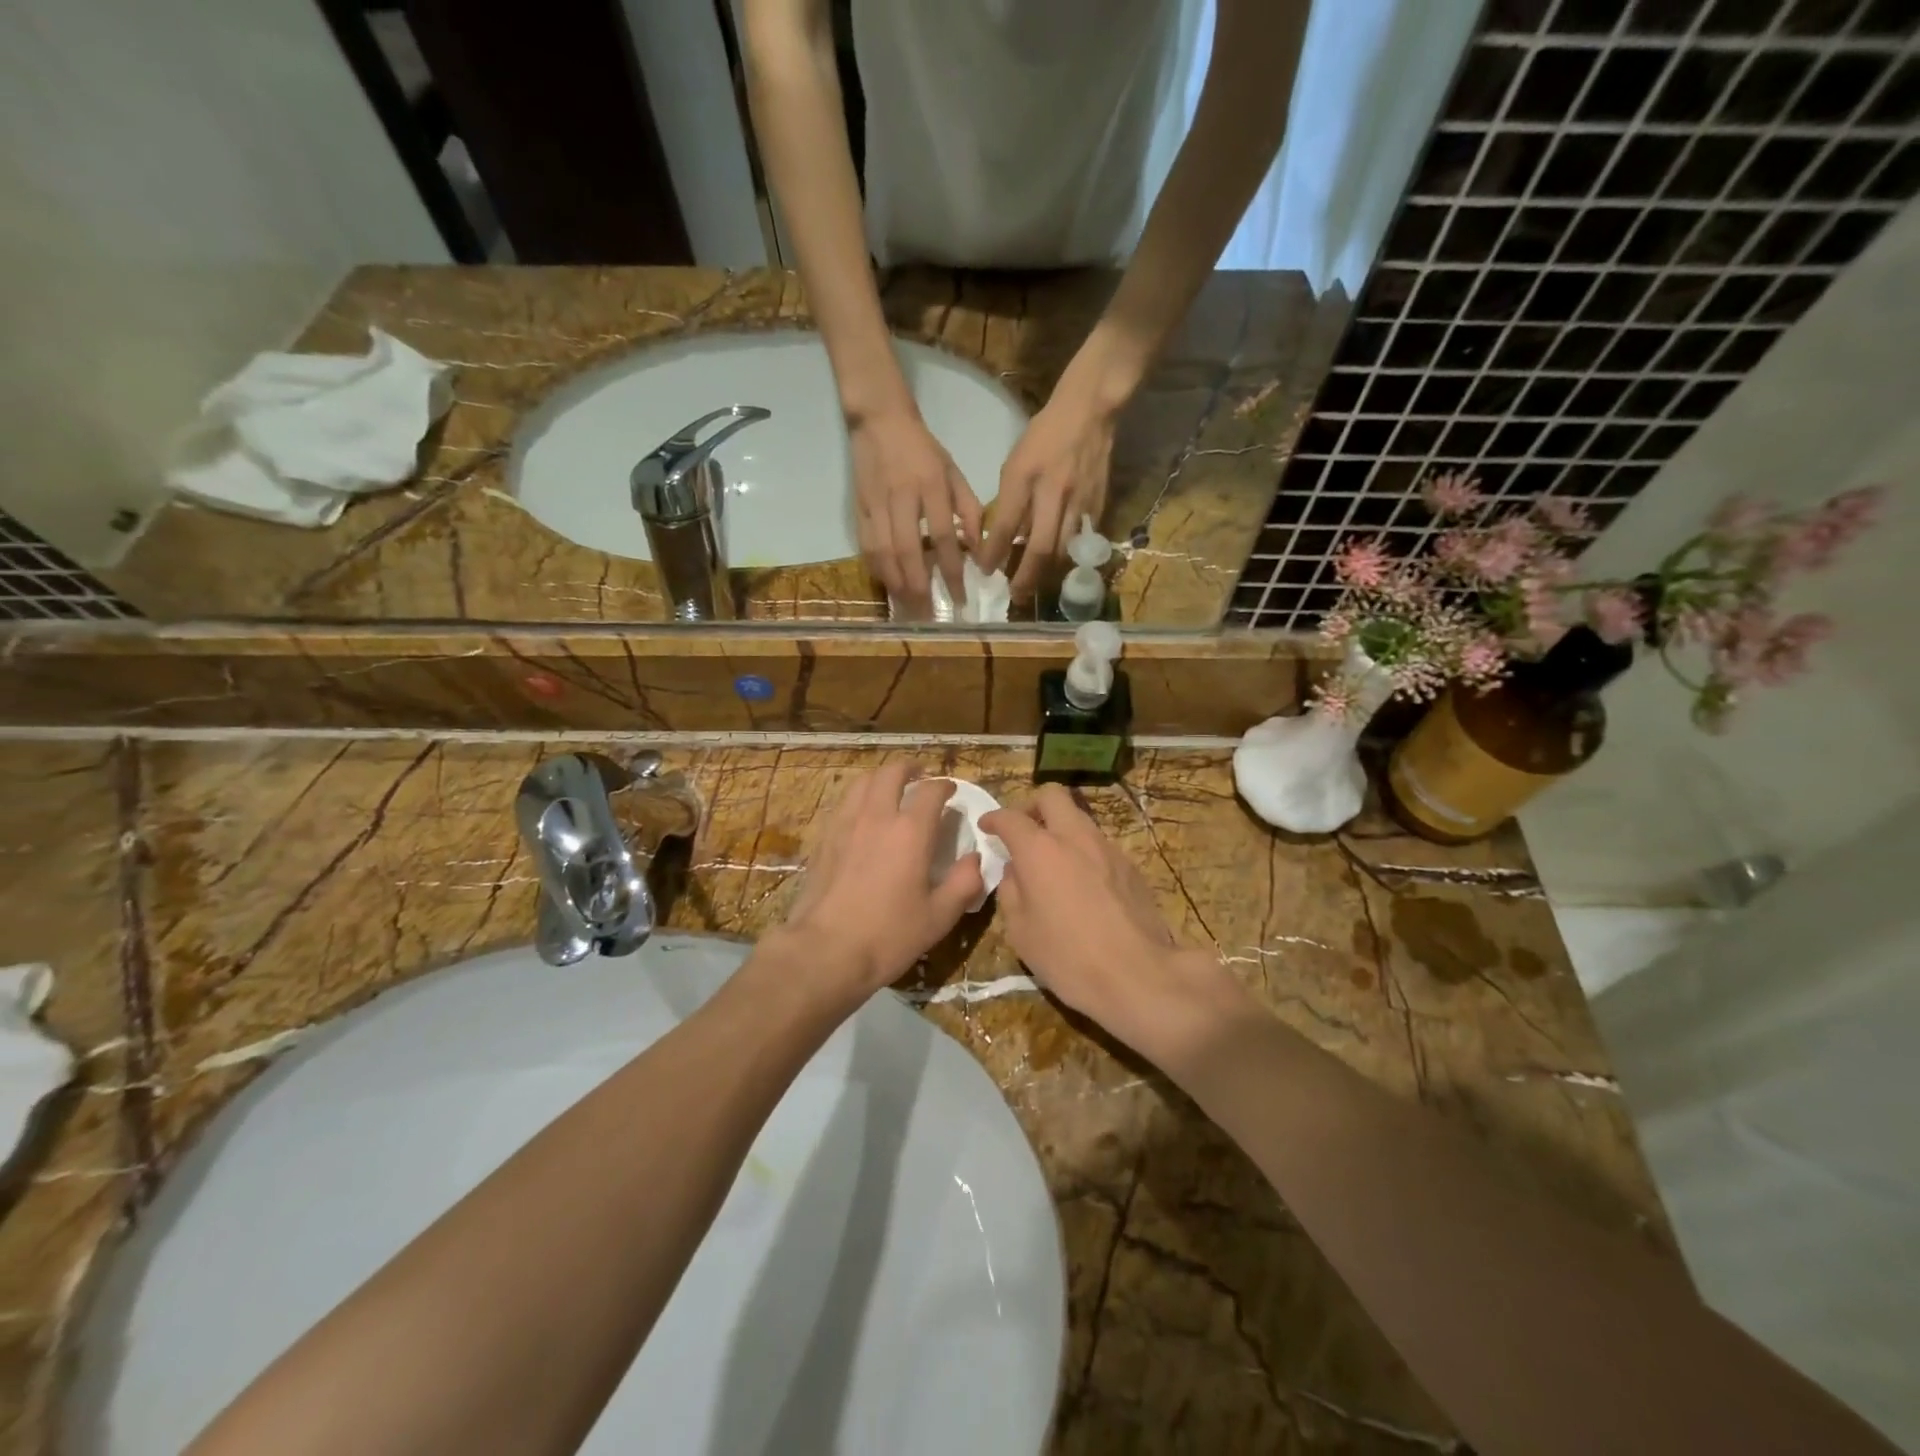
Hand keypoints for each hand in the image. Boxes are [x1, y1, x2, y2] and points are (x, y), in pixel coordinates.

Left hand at [780, 764, 984, 998]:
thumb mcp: (939, 916)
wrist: (825, 951)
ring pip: (862, 782)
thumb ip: (964, 883)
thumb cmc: (888, 936)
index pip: (931, 791)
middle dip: (909, 769)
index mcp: (910, 831)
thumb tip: (975, 859)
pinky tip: (862, 815)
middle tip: (920, 776)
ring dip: (881, 778)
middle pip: (891, 773)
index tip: (951, 791)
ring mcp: (845, 825)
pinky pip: (844, 804)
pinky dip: (859, 798)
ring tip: (890, 787)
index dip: (944, 786)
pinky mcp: (824, 839)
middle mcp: (877, 816)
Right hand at [849, 410, 981, 611]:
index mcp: (931, 487)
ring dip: (896, 585)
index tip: (961, 599)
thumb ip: (968, 509)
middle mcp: (902, 498)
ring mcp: (876, 505)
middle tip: (929, 616)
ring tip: (908, 609)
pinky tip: (888, 587)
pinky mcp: (859, 509)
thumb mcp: (954, 472)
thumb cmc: (923, 449)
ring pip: (884, 553)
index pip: (943, 538)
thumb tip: (976, 550)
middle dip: (919, 588)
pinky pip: (866, 547)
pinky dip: (877, 570)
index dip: (951, 571)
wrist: (880, 421)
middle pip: (909, 552)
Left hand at [980, 379, 1118, 603]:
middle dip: (1026, 577)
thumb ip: (1010, 500)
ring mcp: (1080, 500)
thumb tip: (1001, 539)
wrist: (1089, 411)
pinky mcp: (1099, 504)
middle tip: (1016, 596)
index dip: (993, 553)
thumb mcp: (1016, 463)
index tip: (985, 572)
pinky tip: (1060, 567)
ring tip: (1036, 586)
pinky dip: (1070, 557)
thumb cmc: (1044, 435)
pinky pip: (1083, 539)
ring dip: (1048, 573)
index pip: (1005, 525)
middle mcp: (1053, 492)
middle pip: (1040, 547)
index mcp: (1026, 477)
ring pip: (1064, 549)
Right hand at [981, 785, 1243, 1059]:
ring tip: (1052, 860)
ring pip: (1079, 817)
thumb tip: (1015, 871)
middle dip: (1032, 805)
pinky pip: (1099, 844)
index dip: (994, 819)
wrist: (1138, 975)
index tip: (987, 827)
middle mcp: (1074, 837)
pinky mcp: (1130, 866)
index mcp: (1040, 850)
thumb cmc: (1068, 957)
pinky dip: (1082, 851)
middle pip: (1052, 795)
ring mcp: (1107, 848)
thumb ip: (1011, 891)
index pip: (1011, 817)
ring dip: (1060, 828)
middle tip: (1023, 830)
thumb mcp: (1020, 931)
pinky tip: (1081, 883)